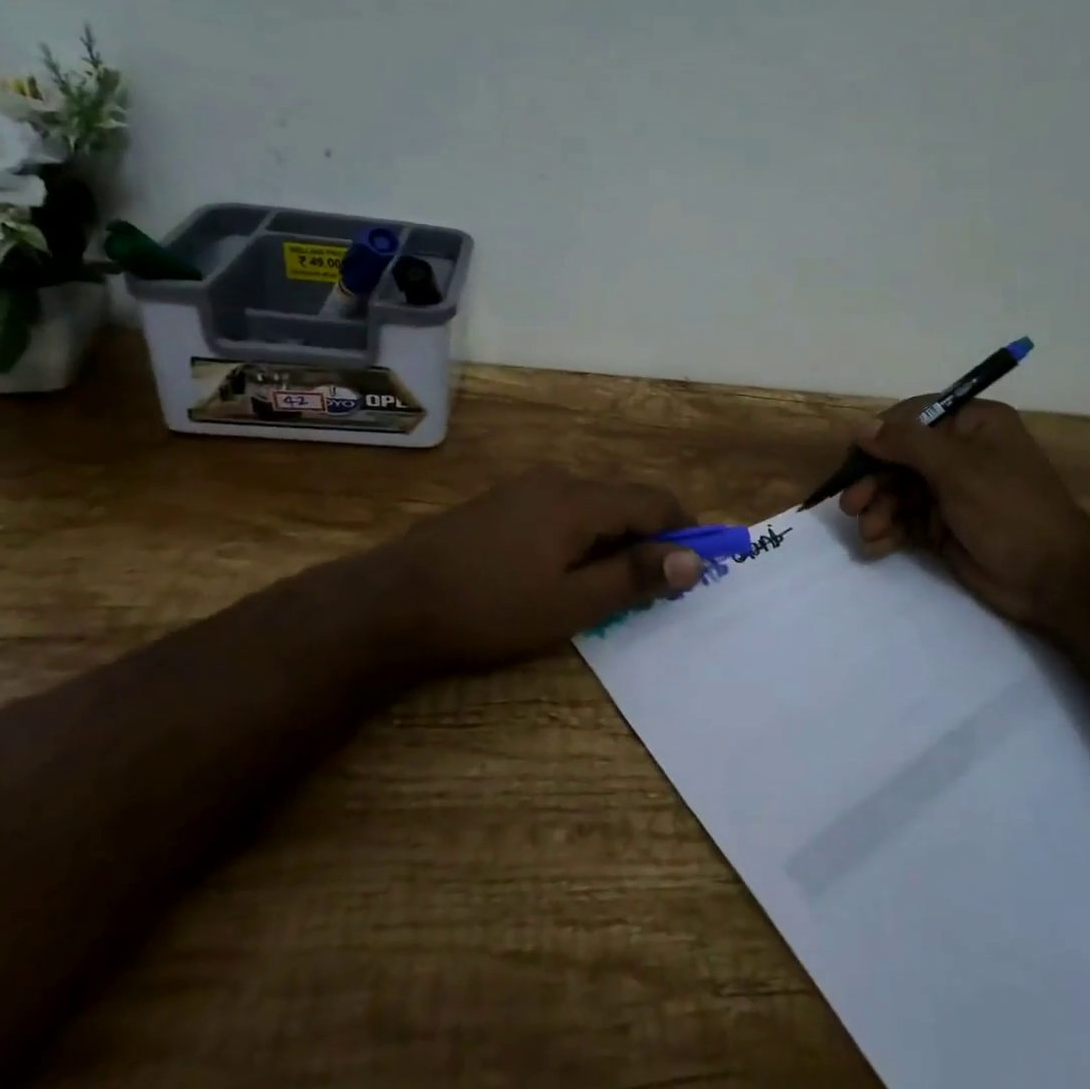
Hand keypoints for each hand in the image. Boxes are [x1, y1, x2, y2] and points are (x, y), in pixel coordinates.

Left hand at [309, 467, 704, 673]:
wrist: (391, 602)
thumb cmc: (489, 608)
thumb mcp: (570, 605)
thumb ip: (634, 577)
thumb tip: (692, 560)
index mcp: (580, 499)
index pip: (655, 501)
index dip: (685, 529)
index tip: (698, 565)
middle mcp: (558, 480)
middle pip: (624, 500)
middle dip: (649, 538)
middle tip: (653, 586)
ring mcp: (525, 487)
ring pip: (592, 506)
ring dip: (614, 539)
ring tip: (608, 586)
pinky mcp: (502, 502)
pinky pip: (561, 511)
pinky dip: (582, 536)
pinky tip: (563, 571)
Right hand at [837, 398, 1089, 637]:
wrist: (1053, 580)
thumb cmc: (1009, 509)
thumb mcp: (957, 468)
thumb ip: (906, 444)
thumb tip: (863, 429)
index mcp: (972, 424)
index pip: (912, 418)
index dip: (879, 437)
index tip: (853, 459)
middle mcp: (960, 452)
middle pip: (899, 457)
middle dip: (873, 481)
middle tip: (851, 505)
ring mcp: (951, 490)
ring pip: (897, 490)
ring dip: (878, 509)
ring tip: (868, 531)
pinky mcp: (944, 525)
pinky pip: (905, 519)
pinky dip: (888, 529)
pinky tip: (876, 545)